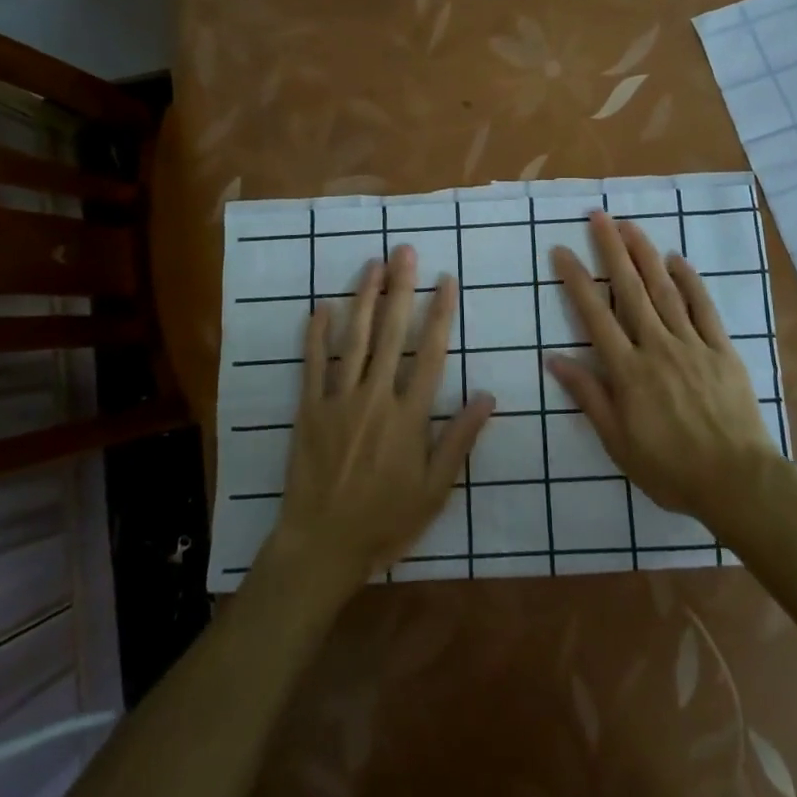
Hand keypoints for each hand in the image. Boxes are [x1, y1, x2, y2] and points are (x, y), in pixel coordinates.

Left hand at [265, 246, 493, 600]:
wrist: (322, 545)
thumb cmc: (386, 520)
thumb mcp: (435, 490)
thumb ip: (459, 440)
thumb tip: (488, 396)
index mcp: (409, 416)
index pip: (430, 354)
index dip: (440, 314)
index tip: (446, 280)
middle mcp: (375, 398)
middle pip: (391, 334)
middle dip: (400, 289)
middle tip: (405, 251)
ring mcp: (338, 401)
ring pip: (353, 340)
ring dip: (363, 299)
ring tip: (372, 265)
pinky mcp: (309, 410)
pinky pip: (313, 365)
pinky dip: (316, 335)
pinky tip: (321, 306)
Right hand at [546, 211, 781, 527]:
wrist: (738, 481)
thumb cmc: (671, 469)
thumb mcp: (618, 443)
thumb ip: (589, 397)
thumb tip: (555, 359)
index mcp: (629, 371)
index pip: (595, 316)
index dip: (577, 281)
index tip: (562, 251)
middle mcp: (657, 347)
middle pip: (630, 290)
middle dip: (611, 250)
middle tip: (598, 217)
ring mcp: (692, 345)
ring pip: (665, 290)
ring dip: (646, 254)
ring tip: (630, 225)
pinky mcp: (721, 350)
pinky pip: (704, 308)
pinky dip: (690, 281)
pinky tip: (677, 259)